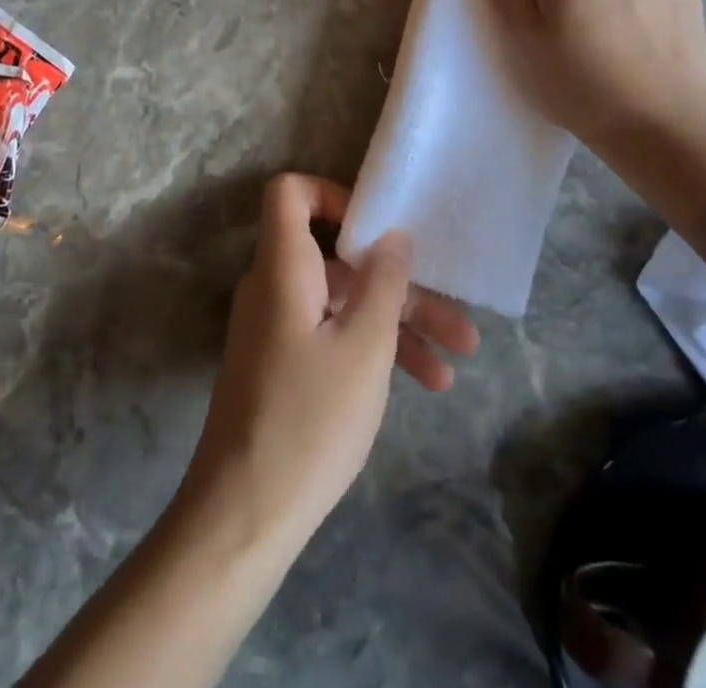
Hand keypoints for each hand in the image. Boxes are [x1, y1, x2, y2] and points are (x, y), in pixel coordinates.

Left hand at [179, 175, 478, 553]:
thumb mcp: (364, 346)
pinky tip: (427, 383)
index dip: (332, 194)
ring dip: (400, 323)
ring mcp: (280, 327)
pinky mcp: (286, 364)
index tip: (378, 226)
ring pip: (345, 302)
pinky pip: (334, 335)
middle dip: (399, 281)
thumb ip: (383, 282)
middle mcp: (276, 286)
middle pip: (338, 258)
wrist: (245, 513)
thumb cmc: (309, 418)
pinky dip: (375, 350)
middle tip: (455, 313)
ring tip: (460, 358)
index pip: (290, 193)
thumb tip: (392, 234)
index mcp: (283, 266)